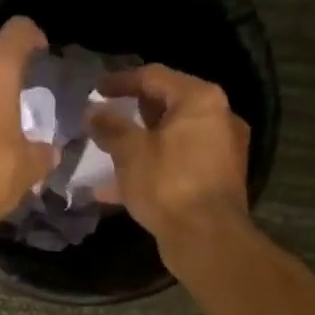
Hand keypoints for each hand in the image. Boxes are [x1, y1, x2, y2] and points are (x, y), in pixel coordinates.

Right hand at [86, 64, 250, 246]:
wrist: (207, 238)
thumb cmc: (168, 184)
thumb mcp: (130, 152)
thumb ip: (110, 126)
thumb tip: (93, 112)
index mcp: (200, 100)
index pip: (154, 76)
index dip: (120, 81)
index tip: (95, 89)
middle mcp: (218, 118)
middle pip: (167, 106)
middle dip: (132, 113)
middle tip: (104, 118)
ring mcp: (221, 151)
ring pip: (171, 138)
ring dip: (139, 144)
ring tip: (107, 153)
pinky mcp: (216, 180)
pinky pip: (177, 164)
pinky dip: (151, 168)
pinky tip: (118, 187)